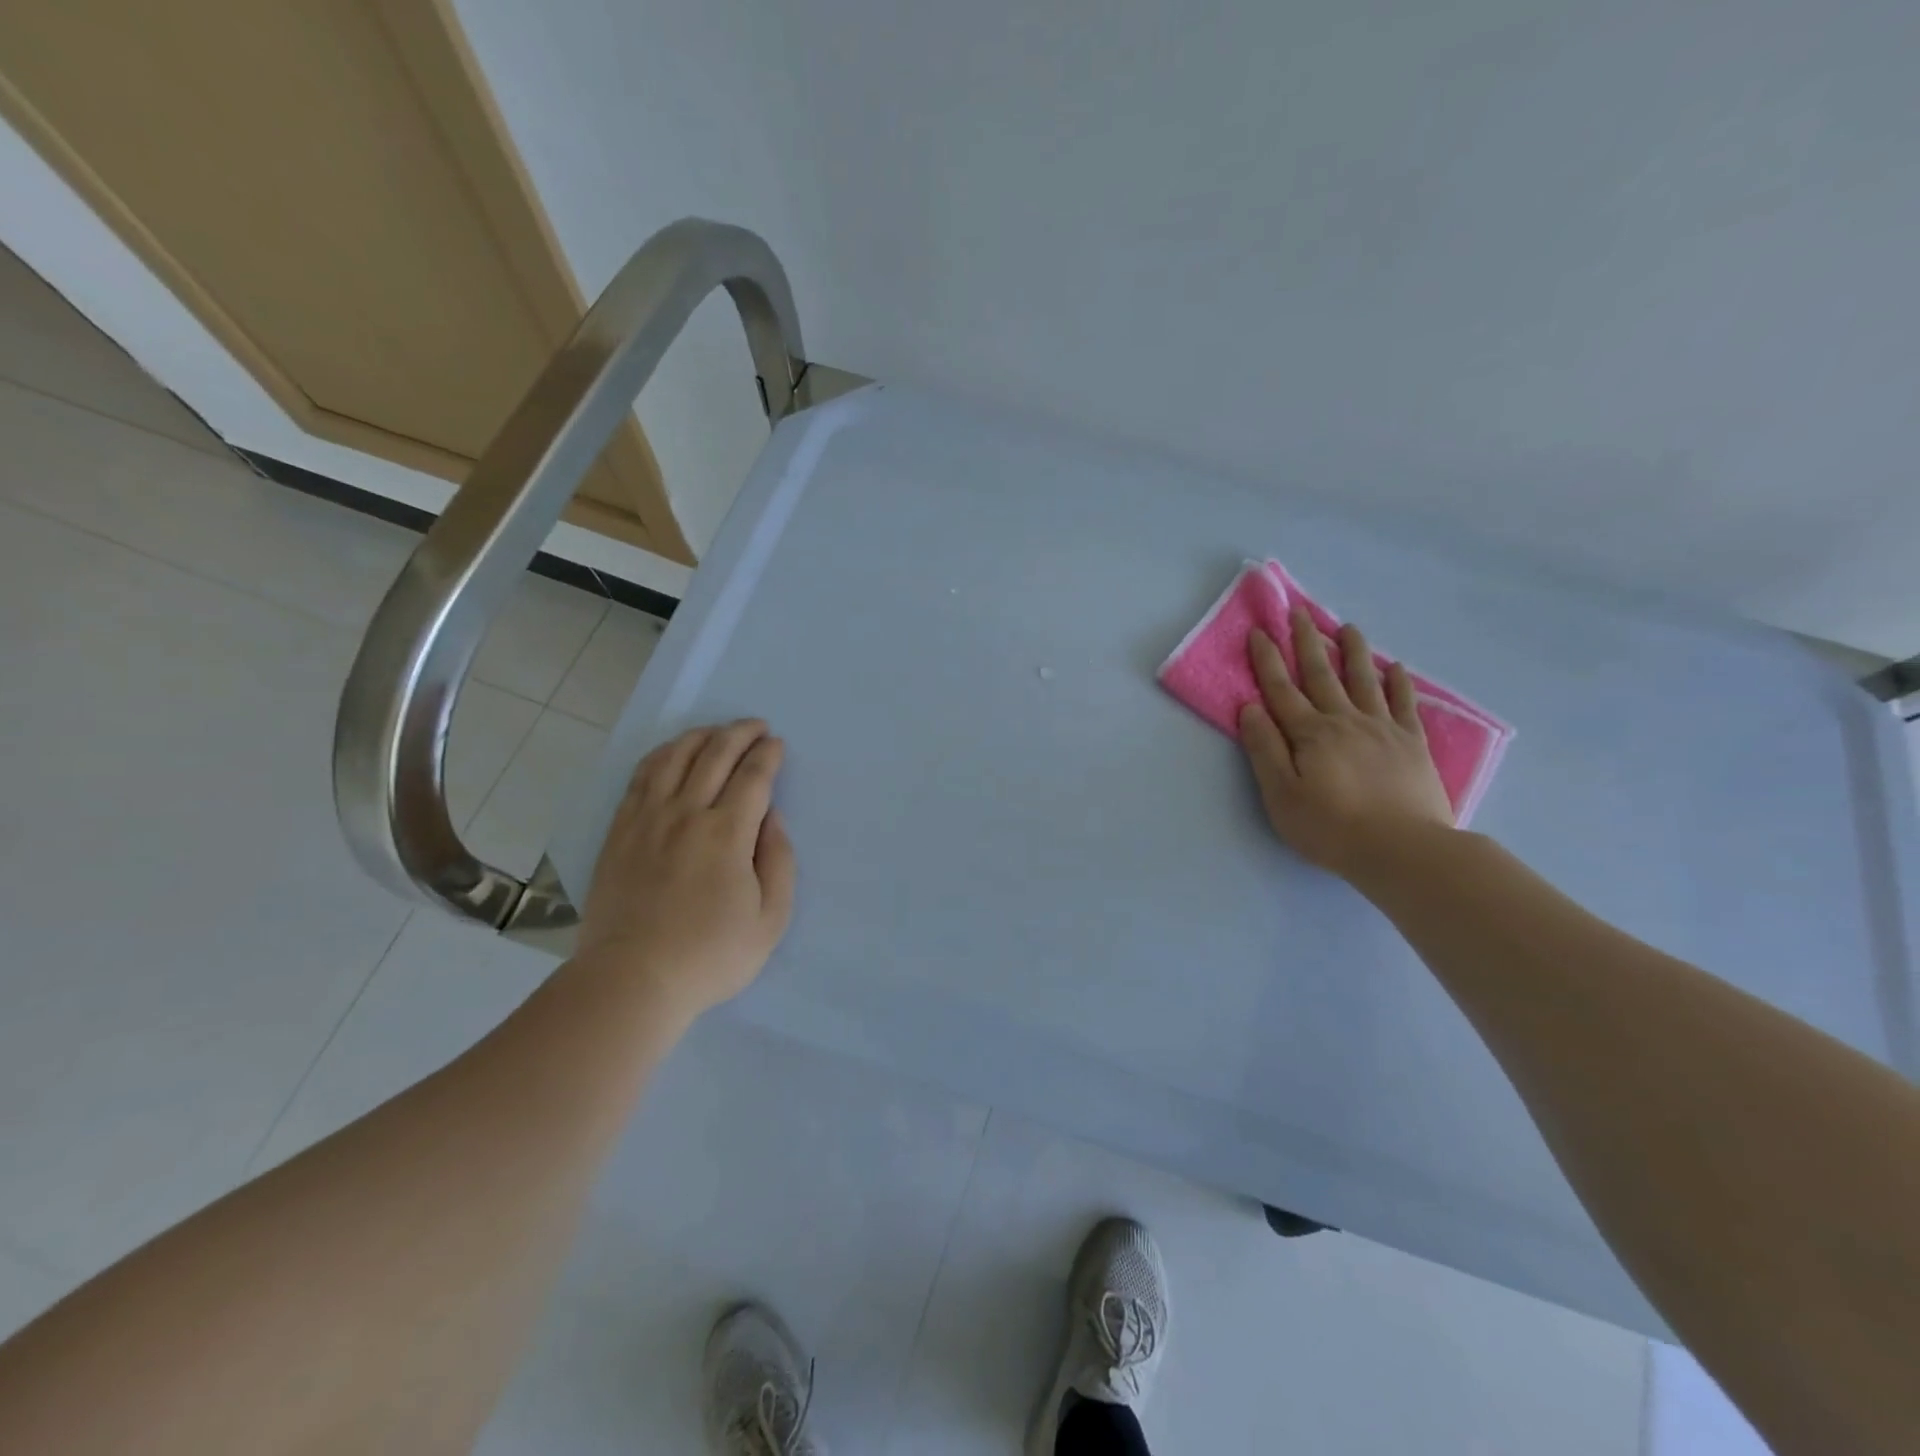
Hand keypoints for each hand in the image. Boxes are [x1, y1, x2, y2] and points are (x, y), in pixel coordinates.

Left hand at [575, 720, 796, 1019]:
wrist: (631, 980)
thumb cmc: (710, 955)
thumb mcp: (770, 920)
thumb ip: (779, 862)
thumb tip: (772, 820)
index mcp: (727, 834)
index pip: (752, 777)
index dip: (767, 755)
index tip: (776, 744)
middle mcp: (686, 814)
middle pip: (715, 755)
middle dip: (740, 733)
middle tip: (756, 726)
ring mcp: (647, 820)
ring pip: (674, 757)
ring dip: (700, 736)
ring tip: (716, 731)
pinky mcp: (620, 831)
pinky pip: (641, 777)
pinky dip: (661, 755)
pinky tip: (672, 753)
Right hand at [1239, 606, 1453, 881]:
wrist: (1402, 849)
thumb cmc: (1330, 827)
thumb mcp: (1281, 795)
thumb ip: (1264, 749)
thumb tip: (1250, 707)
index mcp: (1309, 734)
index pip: (1281, 689)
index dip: (1267, 659)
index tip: (1259, 630)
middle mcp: (1344, 720)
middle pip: (1321, 674)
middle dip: (1307, 641)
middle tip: (1299, 612)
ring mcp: (1382, 729)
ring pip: (1363, 680)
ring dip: (1352, 651)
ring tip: (1346, 627)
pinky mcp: (1411, 744)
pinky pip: (1403, 704)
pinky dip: (1398, 682)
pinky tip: (1395, 667)